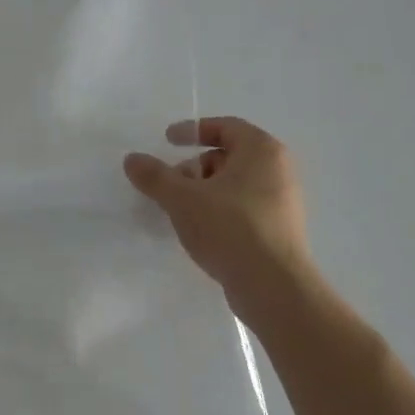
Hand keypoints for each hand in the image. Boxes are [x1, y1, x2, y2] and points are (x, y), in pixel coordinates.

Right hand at [123, 117, 315, 311]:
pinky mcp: (280, 230)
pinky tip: (201, 232)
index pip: (225, 126)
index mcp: (262, 150)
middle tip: (171, 186)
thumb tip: (131, 159)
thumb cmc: (230, 228)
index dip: (193, 130)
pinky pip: (243, 208)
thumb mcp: (182, 198)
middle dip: (194, 167)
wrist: (273, 287)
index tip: (167, 141)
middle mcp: (278, 169)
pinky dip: (219, 211)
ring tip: (181, 212)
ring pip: (234, 184)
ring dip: (204, 192)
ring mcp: (282, 201)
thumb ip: (155, 176)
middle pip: (228, 156)